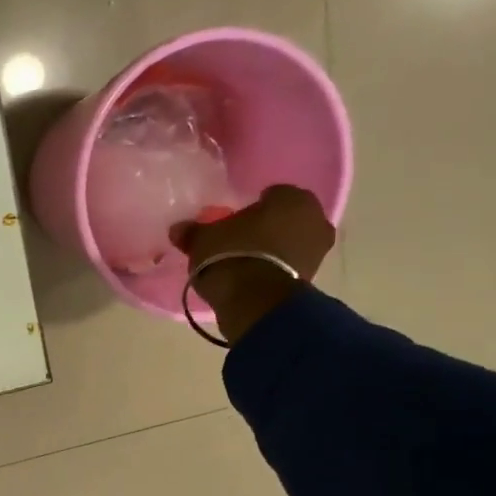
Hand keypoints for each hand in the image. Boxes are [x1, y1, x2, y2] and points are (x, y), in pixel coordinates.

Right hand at [171, 185, 336, 343]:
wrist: (254, 301)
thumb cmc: (232, 255)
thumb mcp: (203, 240)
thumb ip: (192, 231)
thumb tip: (178, 229)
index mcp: (291, 198)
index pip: (272, 194)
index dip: (253, 207)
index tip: (235, 221)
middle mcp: (314, 218)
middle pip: (286, 218)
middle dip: (268, 227)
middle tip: (241, 240)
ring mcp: (317, 250)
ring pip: (291, 242)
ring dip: (274, 249)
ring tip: (245, 262)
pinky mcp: (312, 278)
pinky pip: (290, 266)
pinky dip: (276, 269)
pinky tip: (254, 278)